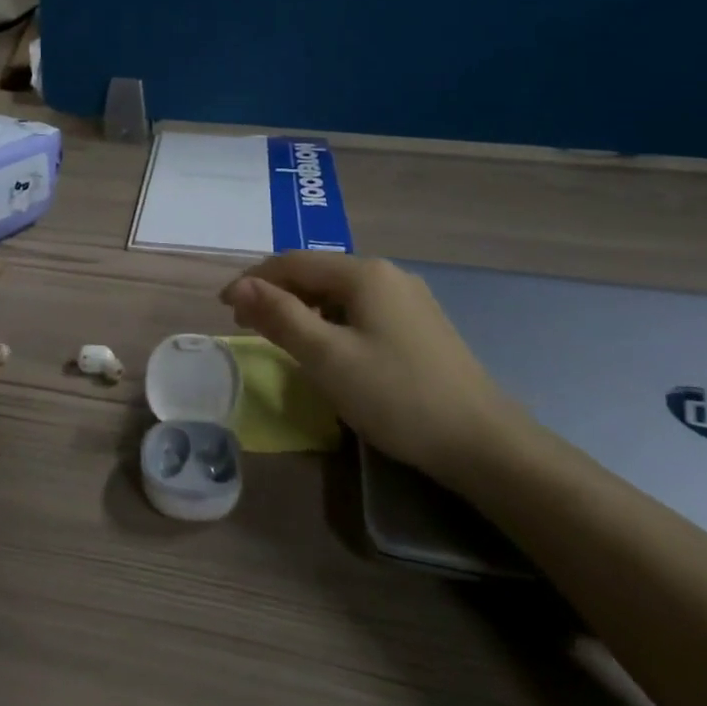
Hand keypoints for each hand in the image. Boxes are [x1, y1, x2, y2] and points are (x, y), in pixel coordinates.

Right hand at [220, 253, 519, 484]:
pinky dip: (330, 320)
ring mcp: (409, 299)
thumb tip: (240, 286)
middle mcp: (387, 274)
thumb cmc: (396, 396)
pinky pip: (360, 309)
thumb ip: (280, 317)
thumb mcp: (327, 357)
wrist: (483, 443)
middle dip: (276, 293)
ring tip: (280, 335)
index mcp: (364, 273)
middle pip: (316, 273)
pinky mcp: (420, 325)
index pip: (292, 262)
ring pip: (339, 292)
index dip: (253, 280)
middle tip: (246, 324)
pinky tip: (327, 346)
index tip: (223, 308)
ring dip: (302, 307)